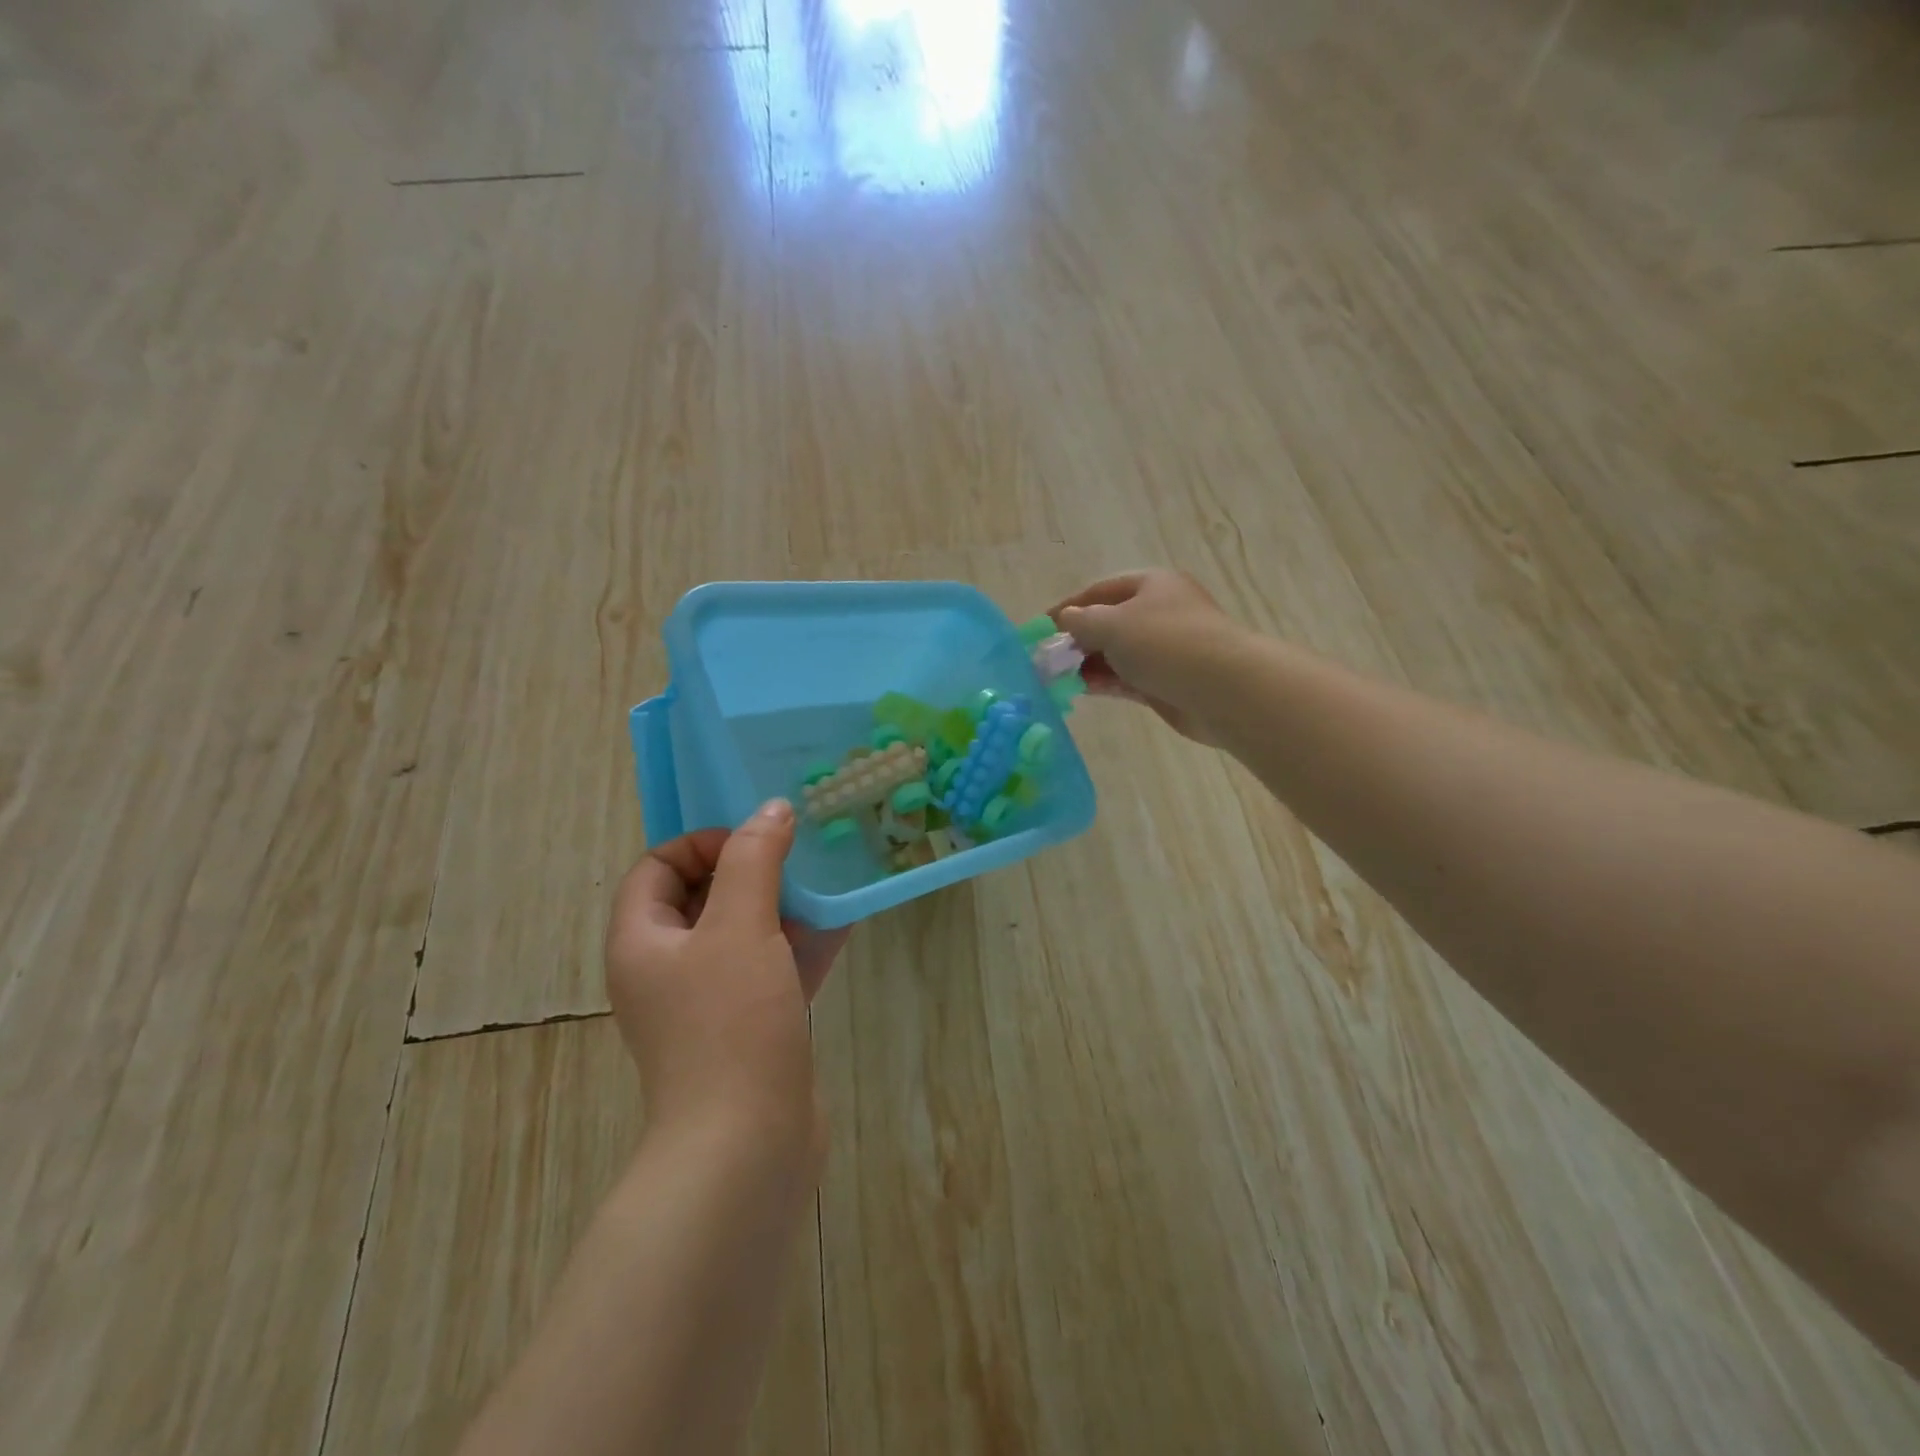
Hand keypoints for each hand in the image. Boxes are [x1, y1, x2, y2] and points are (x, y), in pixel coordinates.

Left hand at [604, 800, 850, 1163]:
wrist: (748, 1147)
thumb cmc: (730, 1025)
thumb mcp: (740, 927)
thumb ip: (754, 860)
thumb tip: (771, 809)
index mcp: (643, 941)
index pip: (658, 866)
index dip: (704, 843)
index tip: (756, 844)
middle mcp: (668, 968)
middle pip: (703, 895)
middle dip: (752, 869)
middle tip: (800, 853)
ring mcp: (710, 1001)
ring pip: (744, 931)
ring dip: (783, 903)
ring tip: (828, 878)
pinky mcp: (750, 1026)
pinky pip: (773, 966)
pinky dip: (801, 943)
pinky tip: (844, 920)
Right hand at [1049, 569, 1243, 742]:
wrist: (1223, 688)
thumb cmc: (1165, 643)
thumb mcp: (1112, 624)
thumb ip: (1081, 621)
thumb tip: (1064, 620)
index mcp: (1152, 585)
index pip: (1100, 590)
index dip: (1069, 606)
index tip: (1041, 627)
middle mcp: (1159, 613)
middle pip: (1109, 623)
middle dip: (1078, 640)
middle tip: (1048, 658)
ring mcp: (1165, 650)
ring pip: (1117, 654)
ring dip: (1088, 664)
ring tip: (1058, 678)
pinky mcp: (1167, 682)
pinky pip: (1127, 679)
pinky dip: (1105, 682)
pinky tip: (1082, 690)